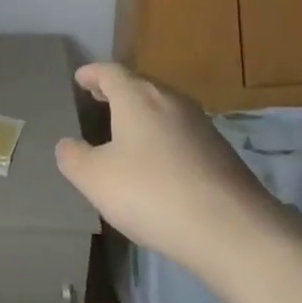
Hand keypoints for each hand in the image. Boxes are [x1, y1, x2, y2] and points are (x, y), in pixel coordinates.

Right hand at [55, 62, 273, 271]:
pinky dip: (163, 137)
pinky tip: (158, 163)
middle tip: (98, 100)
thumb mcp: (95, 179)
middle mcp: (171, 100)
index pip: (110, 72)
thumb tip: (68, 145)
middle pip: (140, 85)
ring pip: (163, 108)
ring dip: (142, 115)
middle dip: (117, 91)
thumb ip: (73, 157)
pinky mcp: (221, 152)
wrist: (232, 230)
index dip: (92, 73)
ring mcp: (201, 125)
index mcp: (137, 97)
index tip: (80, 78)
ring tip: (125, 132)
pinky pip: (181, 133)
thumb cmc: (152, 193)